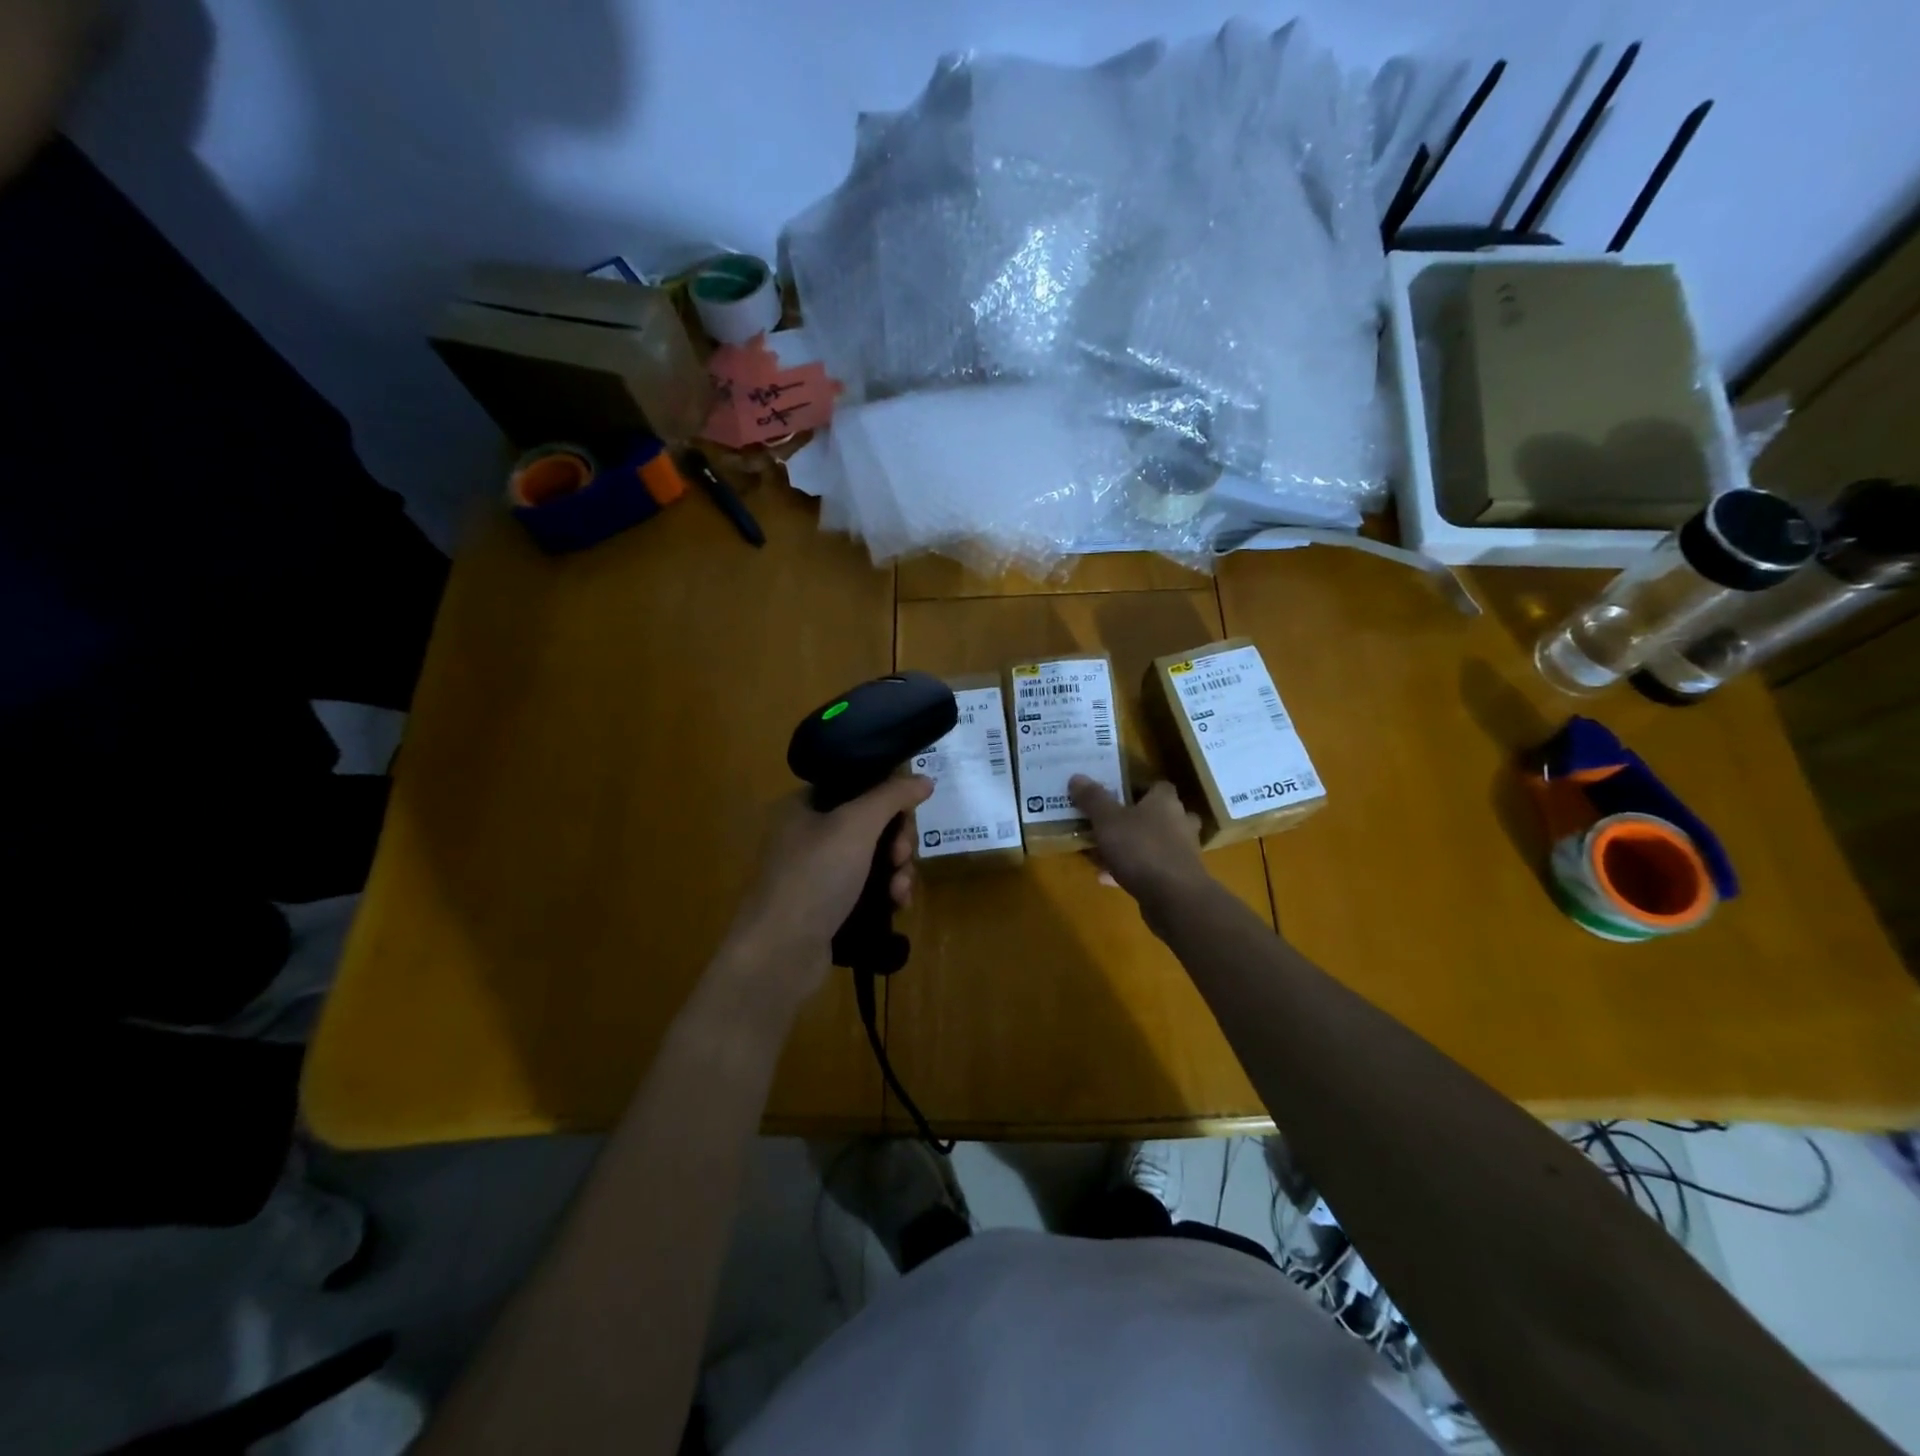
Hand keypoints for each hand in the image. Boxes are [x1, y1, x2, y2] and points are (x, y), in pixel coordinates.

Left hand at [720, 776, 934, 1007]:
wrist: (779, 953)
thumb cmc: (814, 877)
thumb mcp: (856, 825)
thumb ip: (892, 796)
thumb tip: (924, 779)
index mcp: (805, 805)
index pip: (858, 785)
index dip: (889, 797)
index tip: (907, 815)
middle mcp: (809, 834)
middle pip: (872, 823)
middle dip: (897, 840)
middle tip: (901, 856)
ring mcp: (819, 873)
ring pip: (875, 858)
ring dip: (897, 870)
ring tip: (900, 890)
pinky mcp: (829, 906)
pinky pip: (869, 888)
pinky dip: (887, 893)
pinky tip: (898, 905)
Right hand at [1068, 776, 1209, 907]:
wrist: (1174, 897)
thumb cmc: (1141, 848)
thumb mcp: (1107, 820)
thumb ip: (1093, 799)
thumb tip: (1077, 777)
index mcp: (1165, 802)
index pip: (1158, 786)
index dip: (1139, 788)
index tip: (1117, 794)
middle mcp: (1179, 822)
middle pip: (1159, 815)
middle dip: (1138, 819)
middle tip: (1112, 823)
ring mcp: (1182, 852)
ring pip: (1155, 844)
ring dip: (1133, 847)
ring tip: (1103, 852)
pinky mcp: (1178, 879)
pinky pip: (1151, 869)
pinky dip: (1131, 871)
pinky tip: (1106, 878)